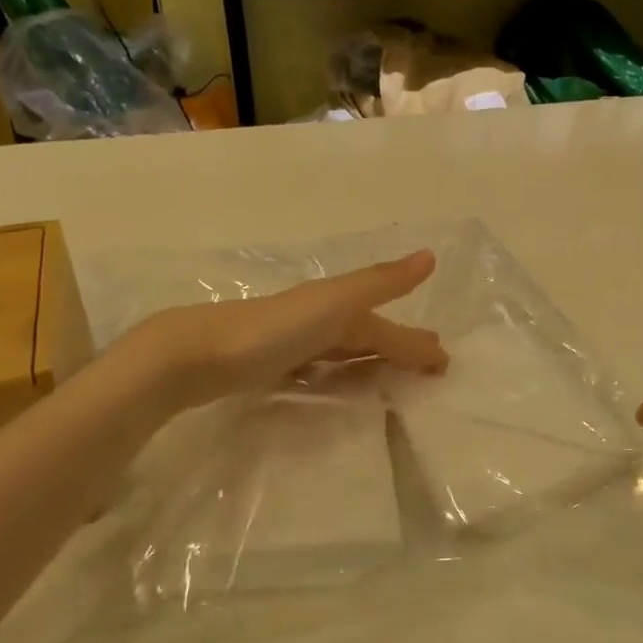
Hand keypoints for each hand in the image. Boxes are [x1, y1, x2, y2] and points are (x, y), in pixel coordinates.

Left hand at [126, 250, 447, 403]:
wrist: (198, 354)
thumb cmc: (274, 329)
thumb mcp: (334, 302)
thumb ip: (380, 282)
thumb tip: (429, 255)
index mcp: (336, 307)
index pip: (385, 328)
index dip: (414, 343)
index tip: (444, 364)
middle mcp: (316, 322)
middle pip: (367, 338)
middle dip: (398, 349)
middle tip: (429, 369)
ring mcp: (291, 345)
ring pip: (343, 354)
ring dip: (370, 364)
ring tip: (393, 382)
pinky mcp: (269, 368)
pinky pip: (318, 371)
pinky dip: (337, 376)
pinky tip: (336, 387)